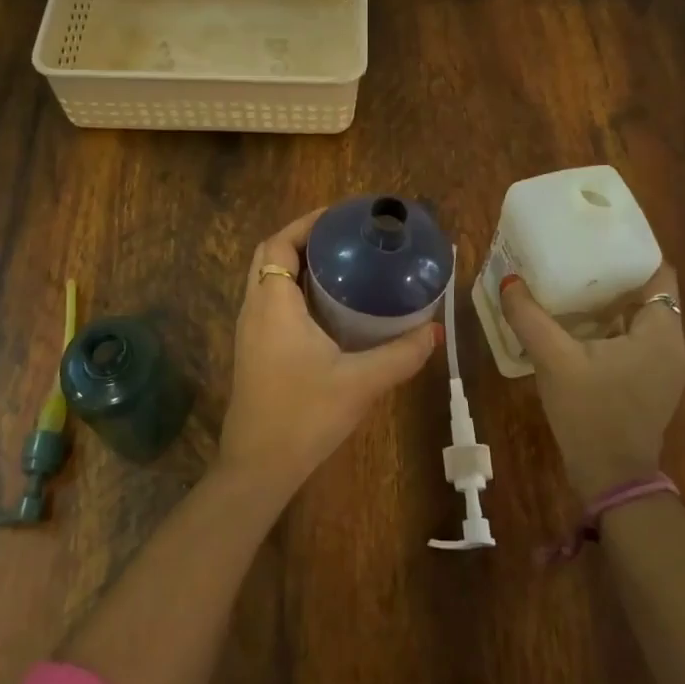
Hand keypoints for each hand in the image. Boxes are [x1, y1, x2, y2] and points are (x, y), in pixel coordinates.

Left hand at [219, 209, 439, 503]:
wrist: (258, 467)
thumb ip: (401, 355)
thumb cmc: (305, 415)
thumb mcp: (361, 383)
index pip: (279, 244)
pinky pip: (268, 302)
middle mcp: (254, 309)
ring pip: (266, 280)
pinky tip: (326, 307)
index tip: (340, 216)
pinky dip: (291, 289)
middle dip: (302, 238)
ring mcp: (249, 332)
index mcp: (273, 304)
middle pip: (269, 256)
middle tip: (343, 238)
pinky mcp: (252, 351)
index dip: (306, 223)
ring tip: (339, 264)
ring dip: (294, 264)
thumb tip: (435, 331)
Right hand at [500, 260, 684, 499]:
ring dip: (611, 303)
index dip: (632, 251)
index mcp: (662, 333)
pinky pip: (636, 340)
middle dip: (614, 275)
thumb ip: (529, 317)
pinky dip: (612, 327)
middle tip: (575, 256)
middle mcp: (673, 346)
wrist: (611, 479)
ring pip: (641, 319)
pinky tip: (578, 324)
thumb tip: (508, 280)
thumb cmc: (590, 414)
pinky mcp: (652, 384)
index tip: (599, 237)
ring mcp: (666, 368)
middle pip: (648, 294)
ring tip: (572, 283)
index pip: (659, 273)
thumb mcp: (554, 360)